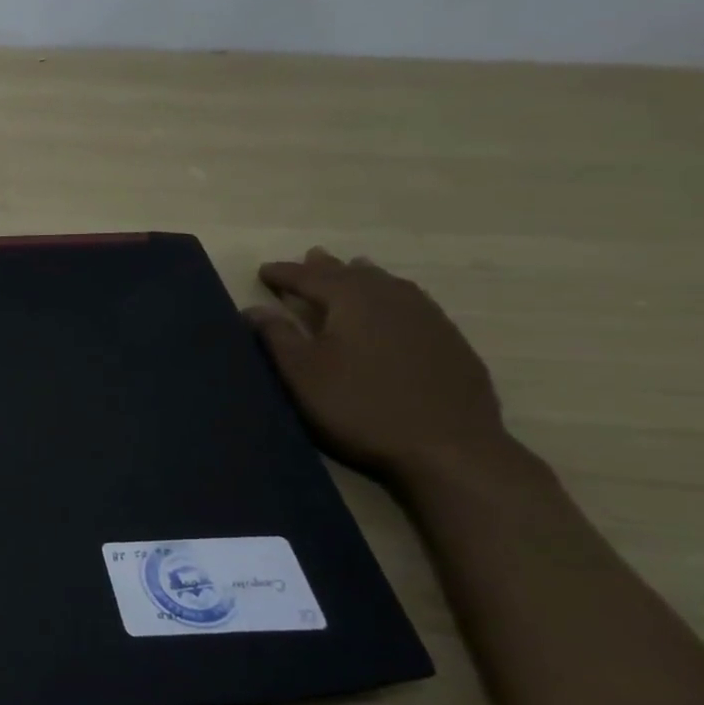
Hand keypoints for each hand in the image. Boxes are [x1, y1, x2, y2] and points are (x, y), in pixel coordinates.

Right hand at [245, 248, 508, 479]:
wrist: (447, 446)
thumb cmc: (360, 406)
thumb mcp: (303, 374)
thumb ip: (277, 337)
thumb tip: (253, 309)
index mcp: (353, 300)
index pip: (311, 278)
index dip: (285, 274)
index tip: (263, 270)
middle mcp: (392, 298)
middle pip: (354, 275)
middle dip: (327, 268)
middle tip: (310, 258)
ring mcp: (428, 318)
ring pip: (388, 285)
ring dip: (364, 277)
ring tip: (354, 269)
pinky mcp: (449, 342)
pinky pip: (412, 304)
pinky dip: (392, 298)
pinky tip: (394, 310)